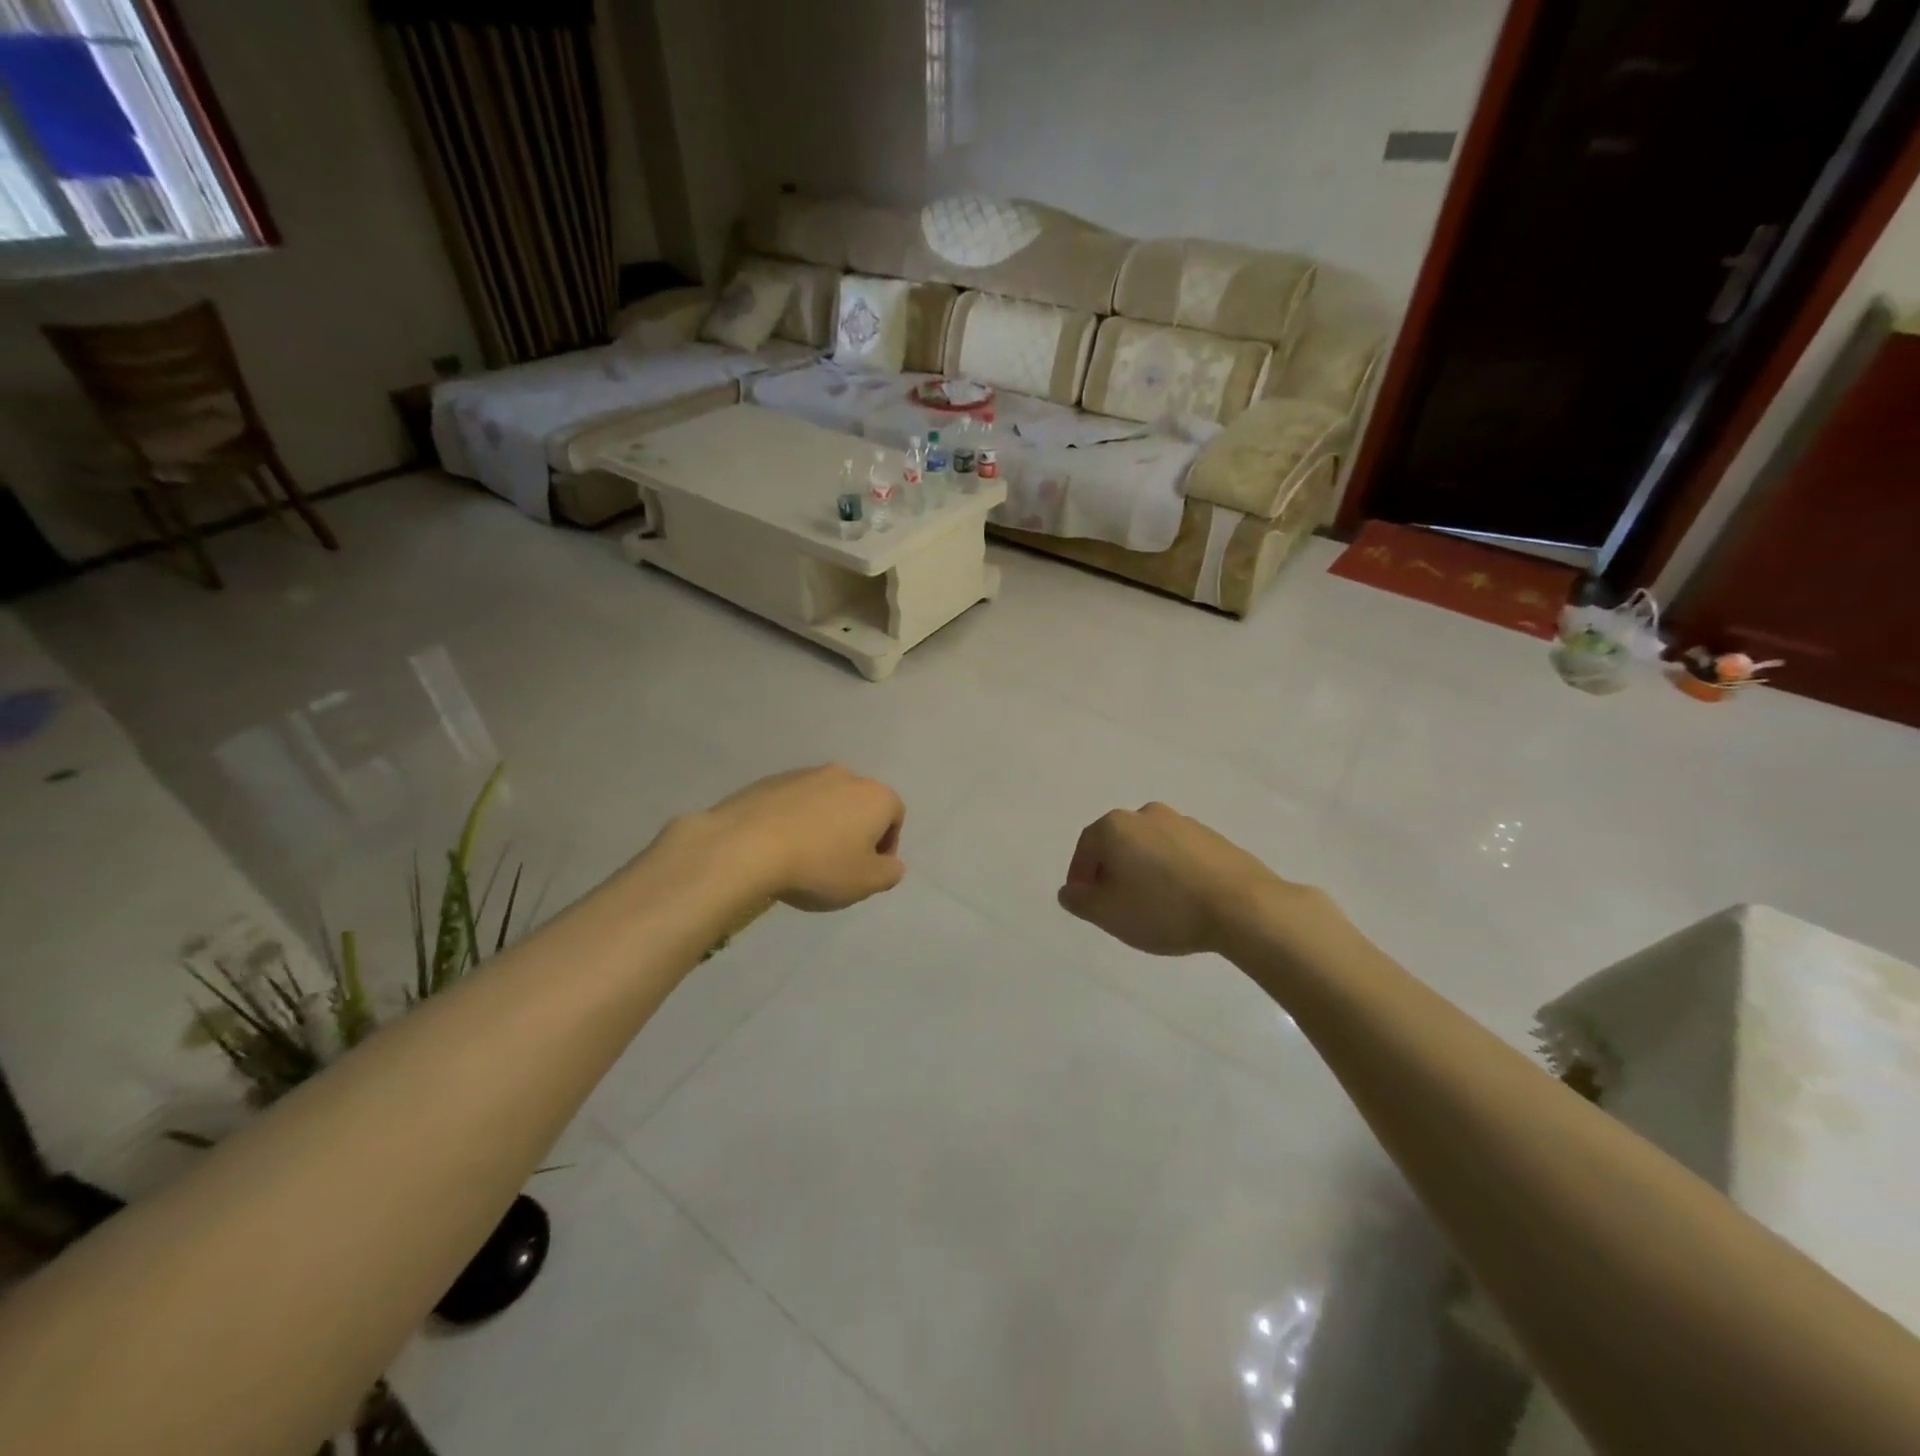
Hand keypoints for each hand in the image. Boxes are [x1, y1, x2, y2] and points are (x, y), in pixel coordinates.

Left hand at [703, 765, 905, 911]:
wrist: (745, 846)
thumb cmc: (818, 865)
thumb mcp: (866, 883)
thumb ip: (890, 873)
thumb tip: (891, 862)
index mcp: (874, 796)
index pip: (895, 816)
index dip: (887, 846)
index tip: (868, 871)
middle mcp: (845, 775)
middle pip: (860, 805)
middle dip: (855, 831)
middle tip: (838, 865)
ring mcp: (805, 774)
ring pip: (826, 801)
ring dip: (824, 824)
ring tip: (804, 857)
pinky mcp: (771, 780)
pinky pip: (794, 802)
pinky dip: (794, 820)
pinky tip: (778, 846)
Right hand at [1058, 802, 1297, 955]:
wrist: (1243, 907)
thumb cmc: (1165, 908)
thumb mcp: (1109, 914)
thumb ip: (1080, 901)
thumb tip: (1069, 891)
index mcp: (1116, 826)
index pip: (1085, 848)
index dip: (1080, 877)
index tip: (1086, 903)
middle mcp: (1146, 814)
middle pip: (1117, 843)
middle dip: (1111, 872)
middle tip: (1114, 905)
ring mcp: (1183, 822)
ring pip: (1148, 847)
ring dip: (1142, 871)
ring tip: (1150, 905)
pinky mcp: (1213, 837)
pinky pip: (1177, 854)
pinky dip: (1170, 872)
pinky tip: (1180, 899)